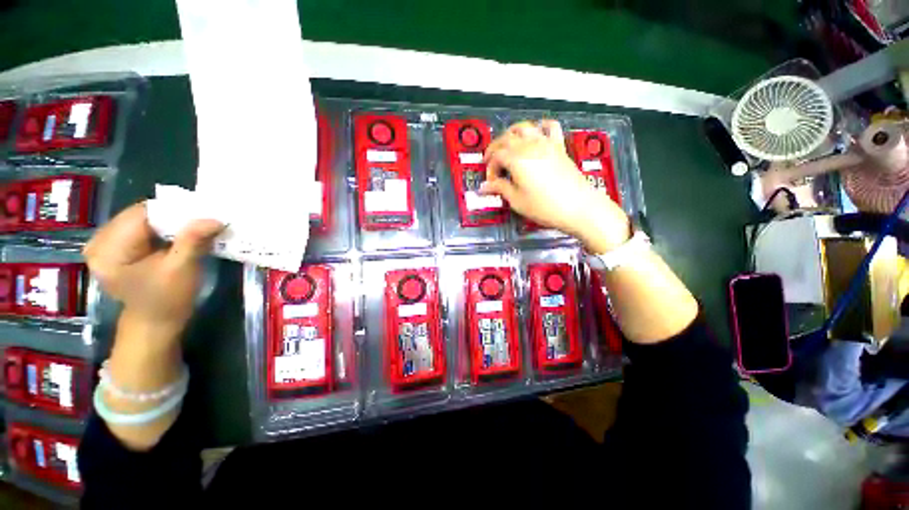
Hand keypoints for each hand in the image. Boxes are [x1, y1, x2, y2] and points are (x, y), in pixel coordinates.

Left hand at [84, 203, 222, 332]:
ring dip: (169, 223)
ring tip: (191, 231)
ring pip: (143, 219)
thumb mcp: (182, 270)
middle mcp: (99, 241)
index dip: (174, 212)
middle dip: (172, 218)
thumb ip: (193, 241)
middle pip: (140, 215)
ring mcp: (105, 243)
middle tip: (201, 223)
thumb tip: (215, 218)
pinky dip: (162, 229)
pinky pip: (140, 227)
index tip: (203, 216)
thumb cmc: (167, 299)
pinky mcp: (115, 246)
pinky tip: (177, 237)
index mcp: (108, 249)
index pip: (142, 214)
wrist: (156, 322)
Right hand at [481, 120, 630, 252]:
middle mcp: (530, 145)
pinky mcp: (559, 146)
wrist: (578, 207)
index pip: (496, 156)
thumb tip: (484, 187)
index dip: (490, 168)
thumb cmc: (544, 206)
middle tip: (492, 163)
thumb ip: (500, 189)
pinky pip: (550, 127)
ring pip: (524, 128)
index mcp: (516, 159)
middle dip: (495, 149)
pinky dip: (541, 127)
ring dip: (512, 134)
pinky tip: (537, 134)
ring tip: (508, 146)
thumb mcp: (517, 201)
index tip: (491, 182)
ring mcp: (546, 143)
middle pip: (506, 138)